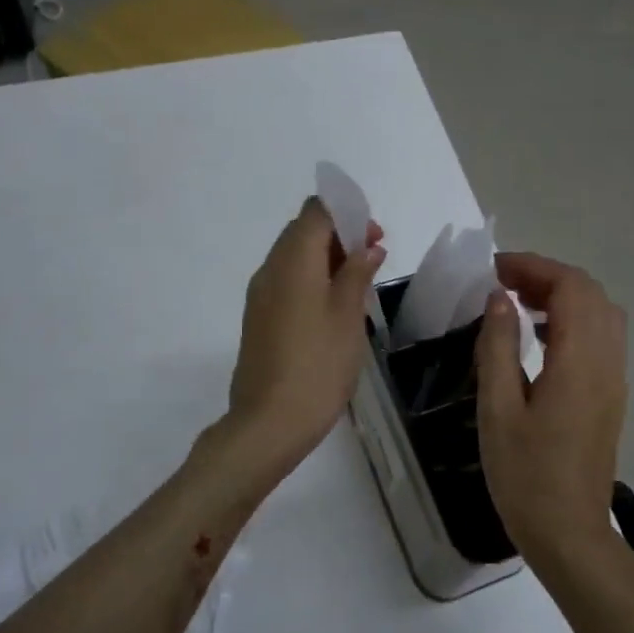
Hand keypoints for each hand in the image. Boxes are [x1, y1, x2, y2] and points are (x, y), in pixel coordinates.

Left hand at [224, 197, 385, 482]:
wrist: (270, 422)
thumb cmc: (318, 365)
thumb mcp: (348, 316)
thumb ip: (357, 273)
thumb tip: (367, 247)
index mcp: (293, 260)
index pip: (316, 211)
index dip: (347, 214)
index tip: (374, 237)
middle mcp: (270, 268)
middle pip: (303, 231)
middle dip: (339, 235)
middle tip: (373, 258)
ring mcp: (260, 294)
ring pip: (294, 256)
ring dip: (326, 258)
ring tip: (359, 284)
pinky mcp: (259, 318)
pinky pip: (286, 281)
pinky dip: (311, 279)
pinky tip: (334, 306)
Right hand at [474, 253, 627, 573]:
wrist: (570, 535)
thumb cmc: (526, 476)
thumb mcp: (498, 409)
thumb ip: (498, 347)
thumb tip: (499, 298)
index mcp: (580, 361)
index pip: (571, 287)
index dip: (534, 267)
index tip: (494, 270)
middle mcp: (607, 362)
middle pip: (590, 293)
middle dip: (547, 276)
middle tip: (501, 284)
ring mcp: (615, 379)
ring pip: (601, 313)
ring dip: (562, 296)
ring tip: (517, 304)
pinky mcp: (611, 396)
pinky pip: (601, 337)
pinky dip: (572, 320)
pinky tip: (538, 338)